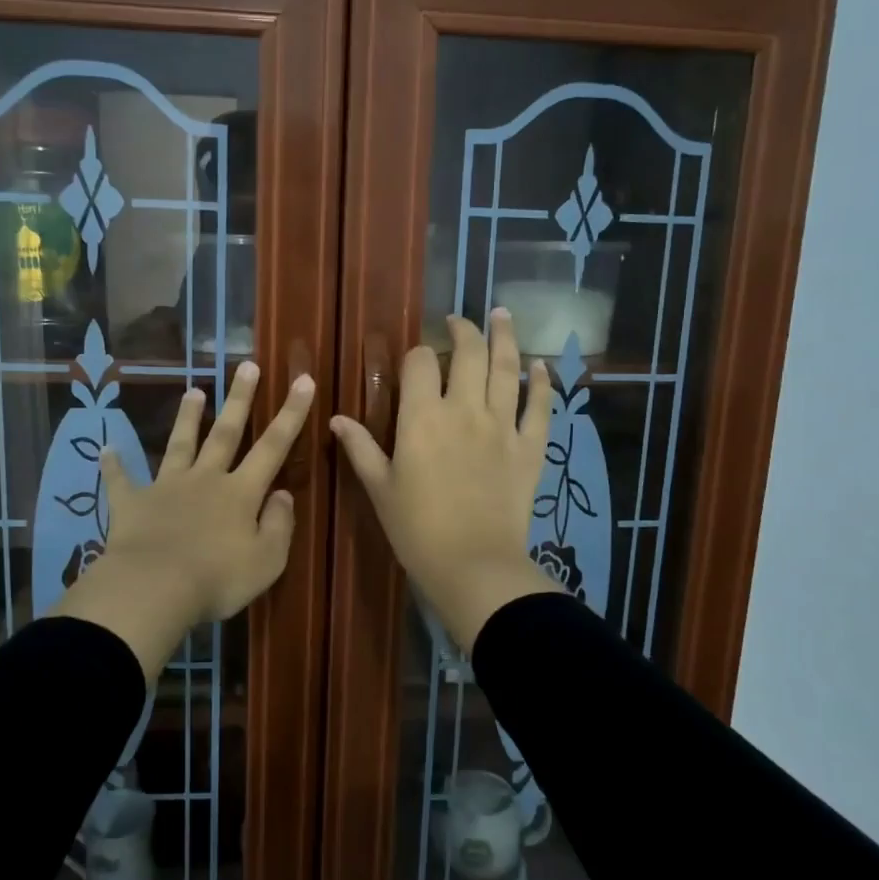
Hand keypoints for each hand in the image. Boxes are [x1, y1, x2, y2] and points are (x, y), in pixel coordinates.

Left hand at [53, 362, 314, 678]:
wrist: (154, 589)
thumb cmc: (218, 579)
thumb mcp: (267, 560)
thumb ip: (279, 524)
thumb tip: (282, 493)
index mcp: (241, 493)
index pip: (274, 446)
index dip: (292, 413)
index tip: (303, 379)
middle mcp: (206, 479)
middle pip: (226, 432)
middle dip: (239, 399)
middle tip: (247, 366)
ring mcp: (166, 488)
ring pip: (180, 445)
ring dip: (187, 418)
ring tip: (193, 391)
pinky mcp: (132, 504)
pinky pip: (121, 481)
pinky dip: (114, 465)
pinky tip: (106, 449)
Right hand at [331, 309, 560, 653]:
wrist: (473, 565)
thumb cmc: (417, 529)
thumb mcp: (379, 488)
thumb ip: (360, 448)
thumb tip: (336, 418)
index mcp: (422, 418)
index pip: (420, 364)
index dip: (417, 354)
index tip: (416, 360)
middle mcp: (465, 410)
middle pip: (468, 353)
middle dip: (463, 330)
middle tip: (459, 321)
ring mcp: (502, 425)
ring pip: (507, 368)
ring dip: (505, 337)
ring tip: (502, 314)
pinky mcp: (530, 447)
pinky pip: (540, 406)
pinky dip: (542, 383)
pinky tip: (541, 366)